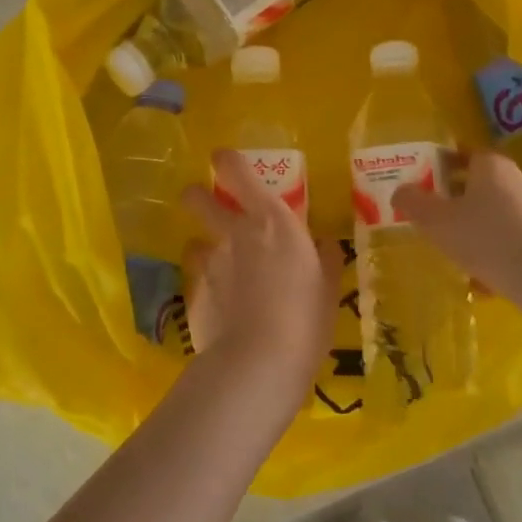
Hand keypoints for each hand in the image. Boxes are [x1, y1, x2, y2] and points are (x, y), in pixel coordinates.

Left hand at [180, 150, 334, 408]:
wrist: (258, 362)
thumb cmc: (305, 318)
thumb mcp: (328, 287)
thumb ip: (324, 259)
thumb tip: (324, 245)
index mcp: (272, 221)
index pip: (238, 173)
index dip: (227, 161)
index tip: (223, 159)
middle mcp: (234, 233)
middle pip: (198, 198)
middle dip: (197, 196)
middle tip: (204, 203)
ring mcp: (209, 263)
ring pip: (194, 242)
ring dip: (204, 249)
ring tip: (218, 270)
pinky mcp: (193, 295)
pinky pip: (196, 281)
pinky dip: (206, 288)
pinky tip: (219, 309)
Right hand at [392, 150, 521, 306]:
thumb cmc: (483, 237)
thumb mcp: (435, 220)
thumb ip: (413, 202)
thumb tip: (400, 191)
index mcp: (491, 166)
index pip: (466, 154)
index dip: (444, 165)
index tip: (428, 181)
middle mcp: (518, 180)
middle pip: (483, 184)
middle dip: (460, 199)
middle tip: (437, 217)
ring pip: (498, 214)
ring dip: (478, 228)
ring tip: (457, 252)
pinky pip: (513, 240)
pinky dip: (497, 252)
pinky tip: (483, 278)